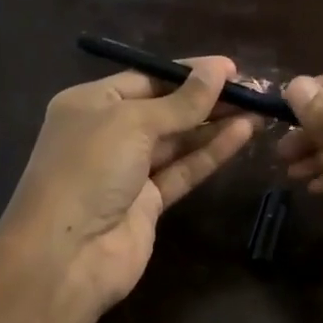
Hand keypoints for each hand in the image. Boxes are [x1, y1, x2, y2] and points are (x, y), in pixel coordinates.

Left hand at [0, 56, 256, 315]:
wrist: (66, 255)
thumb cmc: (89, 169)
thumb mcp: (133, 123)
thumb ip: (181, 101)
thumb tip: (220, 67)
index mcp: (90, 104)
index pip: (146, 78)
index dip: (187, 73)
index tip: (230, 68)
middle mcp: (107, 133)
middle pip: (164, 109)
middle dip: (206, 99)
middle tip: (251, 90)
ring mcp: (128, 171)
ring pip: (178, 141)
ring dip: (214, 125)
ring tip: (257, 109)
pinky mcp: (148, 203)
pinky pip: (183, 170)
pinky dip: (210, 153)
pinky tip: (242, 135)